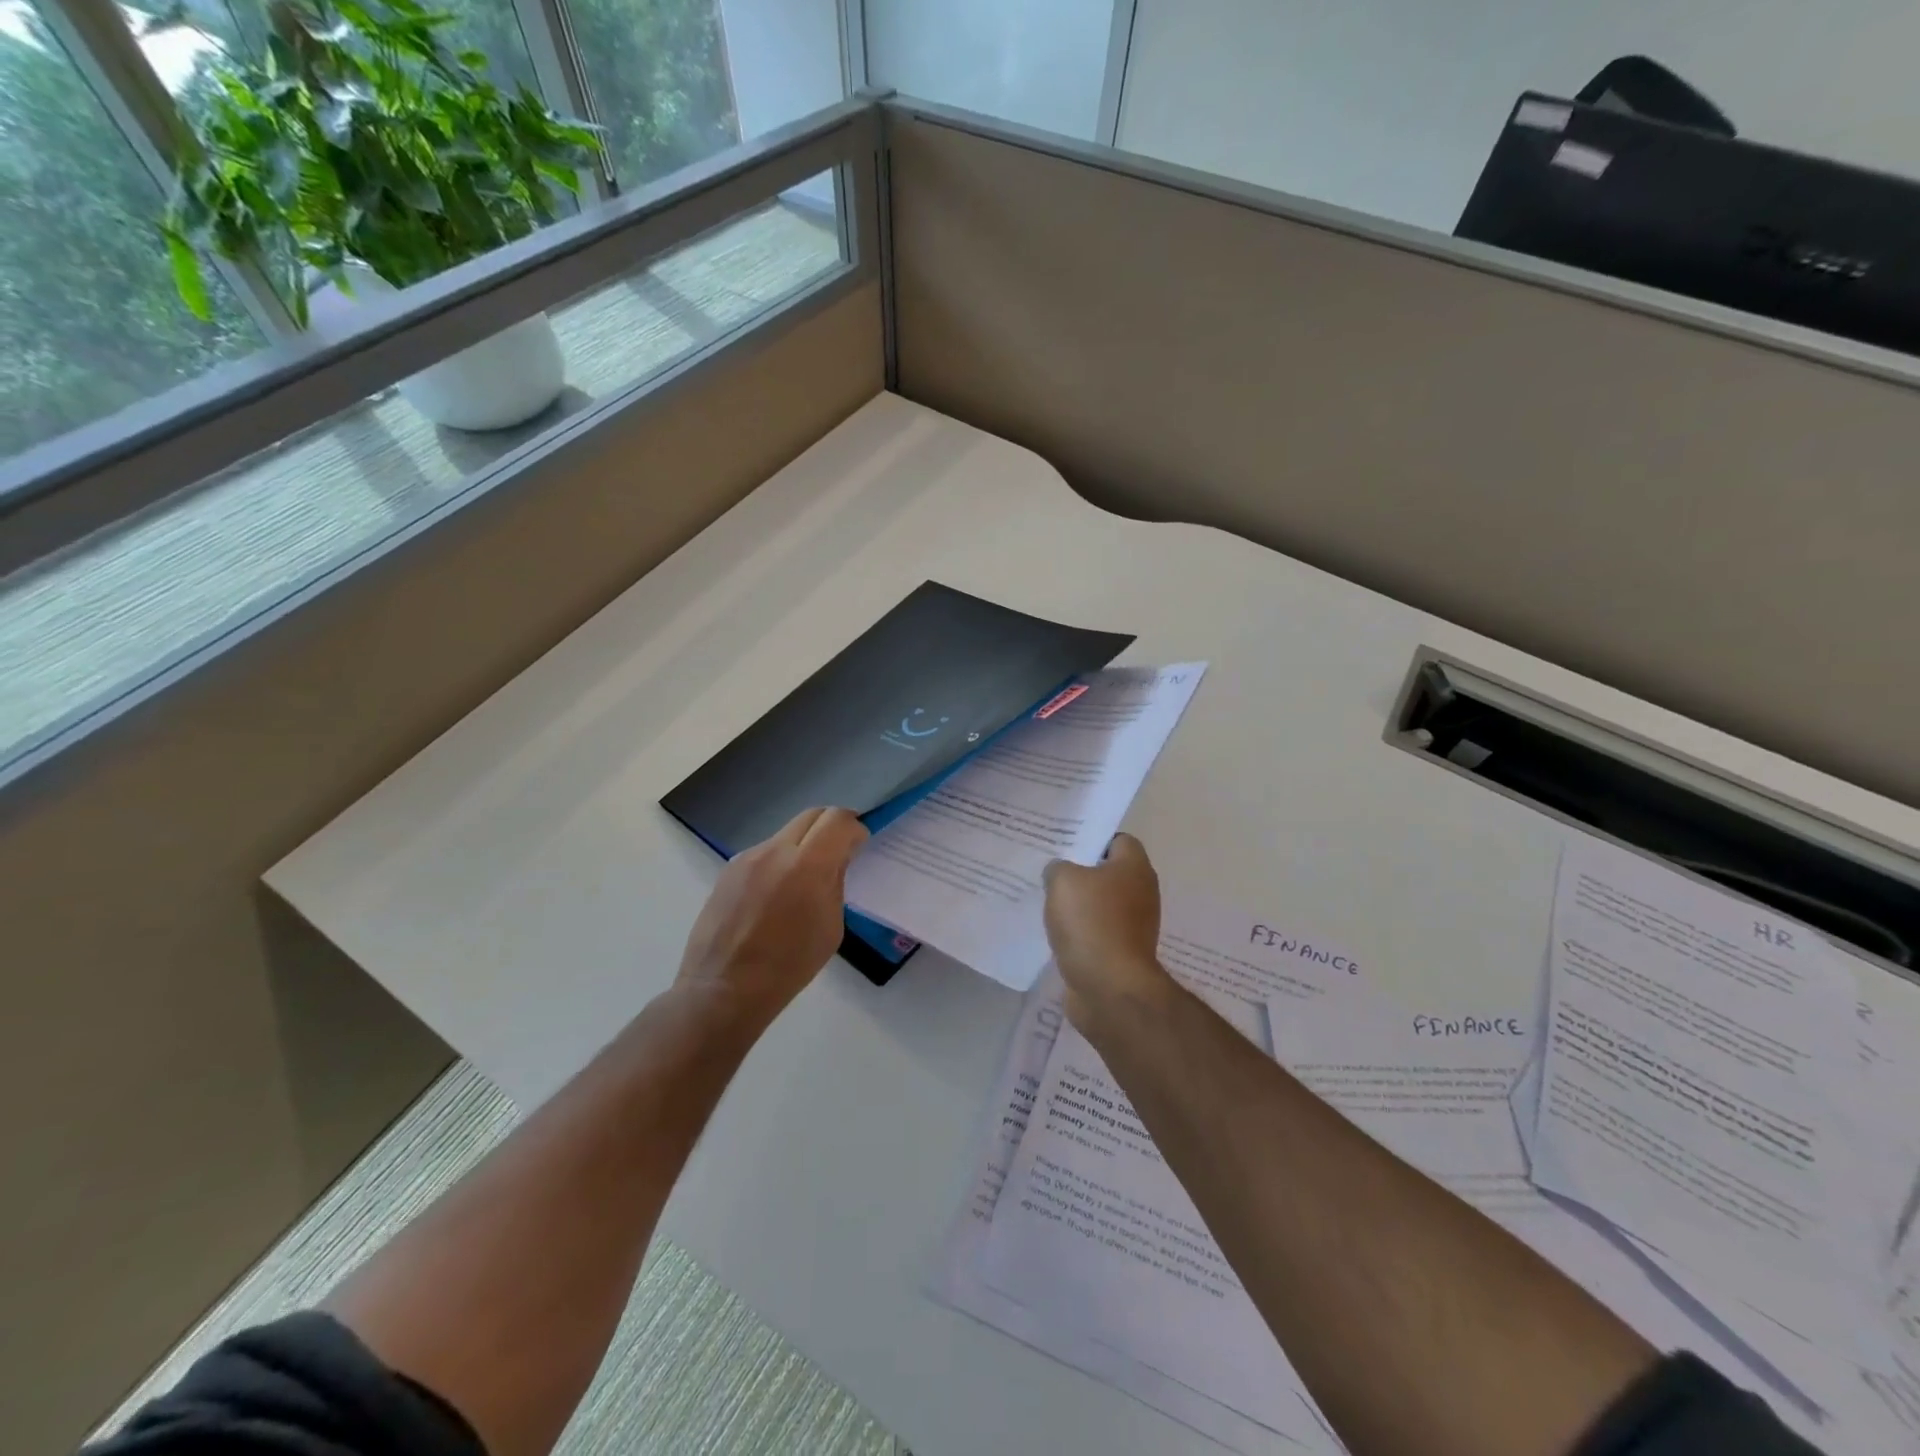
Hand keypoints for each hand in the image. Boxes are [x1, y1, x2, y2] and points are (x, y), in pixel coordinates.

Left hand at [676, 807, 867, 1030]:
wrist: (724, 988)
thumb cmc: (788, 966)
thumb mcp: (831, 927)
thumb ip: (835, 883)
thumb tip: (836, 860)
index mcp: (807, 866)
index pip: (837, 820)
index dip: (854, 827)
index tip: (859, 844)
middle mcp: (775, 851)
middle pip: (812, 815)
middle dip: (831, 827)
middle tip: (839, 851)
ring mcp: (747, 857)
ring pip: (786, 833)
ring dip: (803, 844)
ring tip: (804, 879)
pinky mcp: (728, 869)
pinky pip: (764, 852)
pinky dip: (780, 861)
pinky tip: (776, 894)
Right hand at [1042, 833, 1177, 1033]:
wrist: (1109, 988)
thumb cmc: (1091, 922)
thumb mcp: (1063, 881)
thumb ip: (1058, 868)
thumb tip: (1059, 873)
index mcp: (1134, 868)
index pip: (1117, 840)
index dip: (1091, 840)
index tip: (1064, 846)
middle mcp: (1141, 893)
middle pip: (1108, 874)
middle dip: (1080, 874)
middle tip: (1049, 873)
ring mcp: (1134, 926)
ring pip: (1101, 905)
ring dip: (1078, 906)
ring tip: (1047, 903)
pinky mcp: (1122, 953)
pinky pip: (1097, 933)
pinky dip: (1079, 933)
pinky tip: (1056, 933)